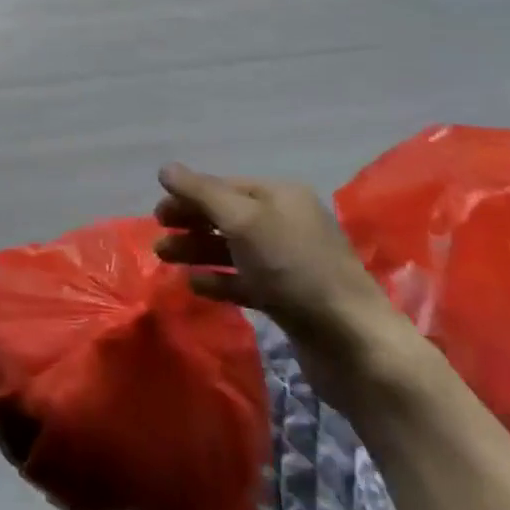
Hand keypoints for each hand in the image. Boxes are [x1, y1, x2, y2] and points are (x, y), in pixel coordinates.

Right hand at [153, 163, 396, 359]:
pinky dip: (218, 279)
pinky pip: (244, 280)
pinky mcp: (288, 297)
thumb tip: (165, 168)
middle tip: (159, 237)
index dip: (188, 196)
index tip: (157, 214)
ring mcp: (289, 261)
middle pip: (227, 216)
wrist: (352, 341)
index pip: (224, 186)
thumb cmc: (294, 269)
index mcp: (281, 196)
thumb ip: (201, 193)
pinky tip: (194, 285)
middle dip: (191, 223)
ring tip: (165, 260)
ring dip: (197, 251)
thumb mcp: (243, 221)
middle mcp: (286, 222)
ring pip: (232, 248)